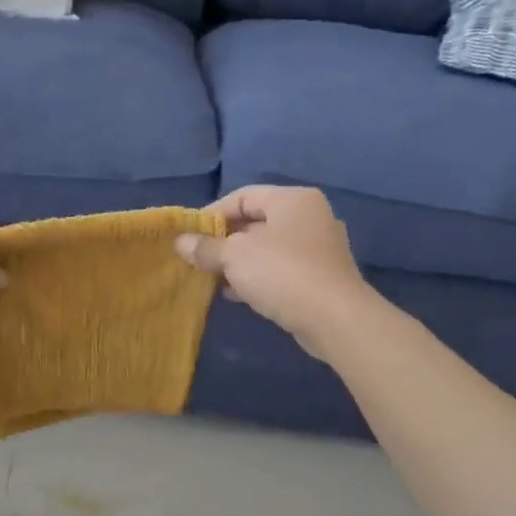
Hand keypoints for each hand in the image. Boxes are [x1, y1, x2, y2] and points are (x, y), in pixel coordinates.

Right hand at [174, 185, 374, 356]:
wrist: (334, 318)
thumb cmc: (281, 273)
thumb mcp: (234, 256)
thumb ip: (206, 247)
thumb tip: (180, 242)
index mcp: (292, 200)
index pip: (243, 196)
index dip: (212, 215)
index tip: (190, 237)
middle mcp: (310, 216)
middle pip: (256, 222)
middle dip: (224, 241)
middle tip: (199, 259)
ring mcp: (319, 247)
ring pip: (268, 248)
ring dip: (239, 262)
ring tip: (214, 279)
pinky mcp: (321, 276)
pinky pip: (281, 269)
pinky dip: (258, 277)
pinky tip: (238, 294)